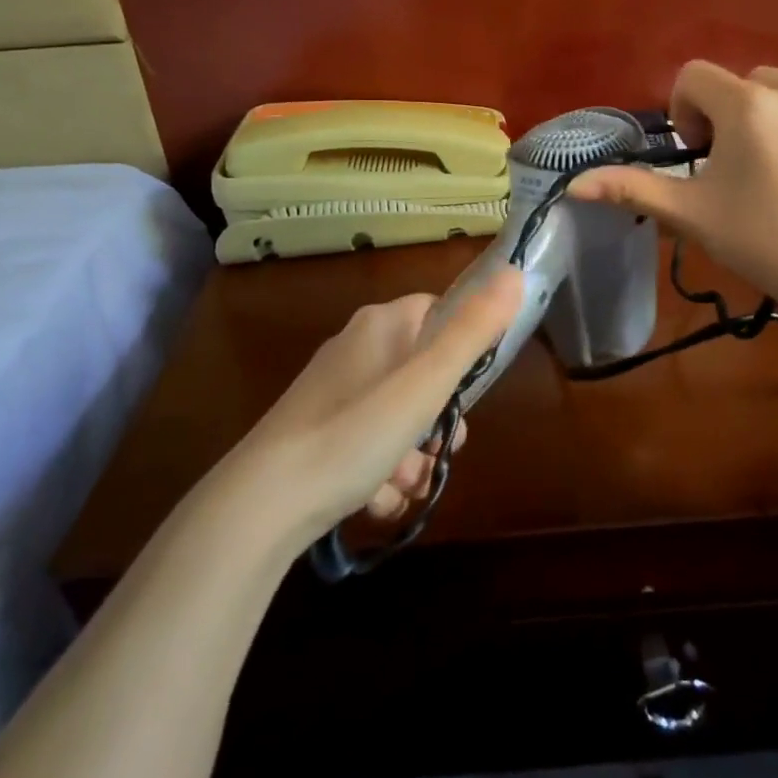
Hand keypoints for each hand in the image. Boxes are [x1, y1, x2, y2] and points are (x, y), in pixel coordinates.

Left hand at [229, 265, 524, 548]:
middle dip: (439, 420)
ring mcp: (334, 393)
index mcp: (381, 325)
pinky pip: (368, 444)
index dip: (463, 349)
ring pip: (399, 417)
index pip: (439, 313)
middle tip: (442, 451)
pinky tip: (376, 501)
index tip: (470, 390)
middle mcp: (356, 349)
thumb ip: (472, 331)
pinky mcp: (317, 433)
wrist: (262, 504)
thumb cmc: (355, 433)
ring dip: (413, 456)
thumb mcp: (425, 383)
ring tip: (405, 486)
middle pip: (423, 373)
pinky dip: (381, 474)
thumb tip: (515, 273)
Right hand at [570, 61, 777, 319]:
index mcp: (747, 106)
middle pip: (739, 82)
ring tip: (773, 167)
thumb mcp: (689, 213)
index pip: (694, 76)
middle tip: (734, 167)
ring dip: (766, 117)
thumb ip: (631, 188)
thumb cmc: (758, 240)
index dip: (686, 112)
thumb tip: (573, 186)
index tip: (700, 155)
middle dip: (727, 114)